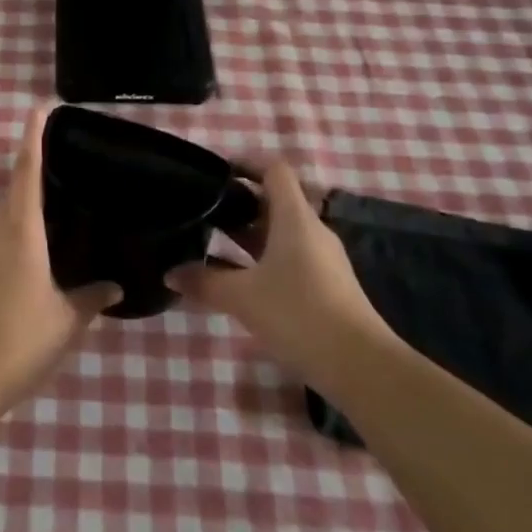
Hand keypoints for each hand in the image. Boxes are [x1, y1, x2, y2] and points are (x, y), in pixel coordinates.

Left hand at [0, 105, 119, 414]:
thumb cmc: (21, 337)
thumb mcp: (67, 319)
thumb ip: (92, 297)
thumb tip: (115, 285)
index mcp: (21, 229)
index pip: (27, 170)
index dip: (33, 137)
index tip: (40, 108)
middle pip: (16, 186)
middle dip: (35, 166)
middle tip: (67, 158)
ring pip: (7, 211)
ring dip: (28, 199)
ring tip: (61, 198)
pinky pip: (2, 233)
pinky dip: (21, 225)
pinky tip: (41, 243)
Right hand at [165, 159, 392, 376]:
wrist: (362, 368)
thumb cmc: (299, 315)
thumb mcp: (243, 298)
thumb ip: (204, 281)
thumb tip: (169, 273)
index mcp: (295, 217)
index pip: (274, 170)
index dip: (246, 163)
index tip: (216, 172)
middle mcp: (311, 230)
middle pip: (275, 201)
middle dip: (239, 203)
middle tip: (203, 210)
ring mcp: (322, 260)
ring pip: (281, 232)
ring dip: (249, 235)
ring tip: (213, 242)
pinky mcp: (326, 286)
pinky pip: (289, 258)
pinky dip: (263, 259)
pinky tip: (240, 280)